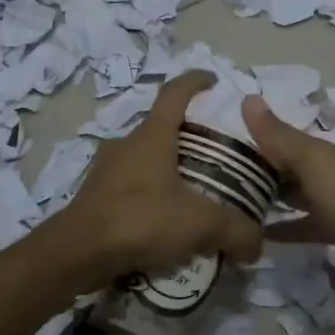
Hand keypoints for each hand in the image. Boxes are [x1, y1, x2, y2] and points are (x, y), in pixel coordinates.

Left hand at [56, 72, 263, 287]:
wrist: (77, 253)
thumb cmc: (140, 220)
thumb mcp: (200, 224)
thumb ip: (236, 231)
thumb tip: (258, 246)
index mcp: (152, 136)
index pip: (175, 92)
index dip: (195, 81)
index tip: (213, 81)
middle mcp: (126, 143)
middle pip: (161, 127)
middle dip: (187, 135)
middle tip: (214, 154)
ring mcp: (105, 169)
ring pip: (143, 158)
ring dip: (167, 167)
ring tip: (192, 191)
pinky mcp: (94, 195)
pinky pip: (130, 185)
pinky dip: (149, 194)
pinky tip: (163, 220)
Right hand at [242, 96, 334, 304]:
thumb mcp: (312, 162)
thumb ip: (280, 136)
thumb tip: (247, 98)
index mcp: (327, 161)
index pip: (286, 148)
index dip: (257, 149)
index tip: (221, 156)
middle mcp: (334, 185)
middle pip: (294, 180)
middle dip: (264, 183)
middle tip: (222, 193)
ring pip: (303, 212)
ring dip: (278, 215)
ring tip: (239, 224)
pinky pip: (315, 243)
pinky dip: (296, 243)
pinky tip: (270, 251)